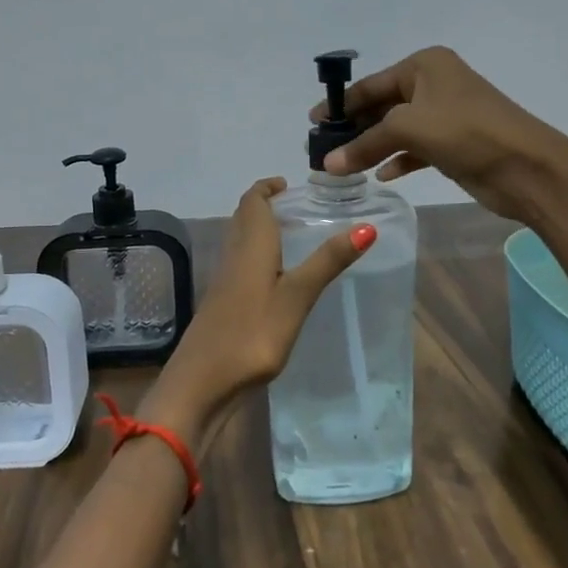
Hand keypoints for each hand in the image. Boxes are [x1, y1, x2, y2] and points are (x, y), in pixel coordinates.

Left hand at [148, 177, 374, 437]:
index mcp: (250, 246)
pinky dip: (258, 256)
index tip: (289, 184)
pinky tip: (276, 278)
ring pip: (241, 242)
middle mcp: (233, 256)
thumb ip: (328, 262)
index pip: (252, 201)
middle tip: (296, 207)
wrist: (202, 383)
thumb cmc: (252, 333)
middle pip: (244, 218)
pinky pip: (241, 265)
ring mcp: (225, 282)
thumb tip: (366, 226)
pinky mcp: (222, 305)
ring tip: (292, 236)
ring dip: (261, 230)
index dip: (267, 187)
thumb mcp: (297, 296)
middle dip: (265, 206)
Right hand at [314, 46, 567, 225]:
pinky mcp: (453, 144)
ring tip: (341, 167)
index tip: (312, 123)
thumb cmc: (466, 132)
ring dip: (371, 147)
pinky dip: (397, 160)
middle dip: (354, 129)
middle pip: (382, 106)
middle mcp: (434, 84)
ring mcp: (445, 115)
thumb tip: (327, 164)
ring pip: (396, 130)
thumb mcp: (409, 129)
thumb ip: (365, 144)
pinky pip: (414, 149)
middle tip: (322, 150)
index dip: (340, 104)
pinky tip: (380, 176)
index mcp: (425, 65)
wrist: (527, 167)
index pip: (371, 84)